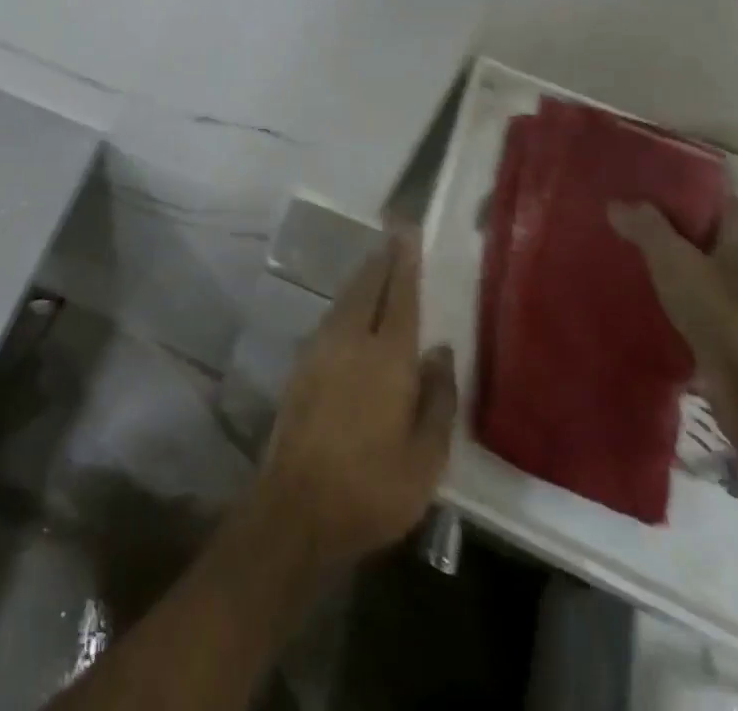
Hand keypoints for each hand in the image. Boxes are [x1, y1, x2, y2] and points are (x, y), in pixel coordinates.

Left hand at [255, 234, 457, 572]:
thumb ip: (437, 399)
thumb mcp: (426, 458)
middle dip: (382, 260)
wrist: (297, 504)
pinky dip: (347, 303)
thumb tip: (441, 351)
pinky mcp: (301, 364)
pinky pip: (330, 318)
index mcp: (387, 358)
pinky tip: (351, 310)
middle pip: (367, 287)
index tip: (407, 233)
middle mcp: (350, 340)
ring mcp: (320, 349)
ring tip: (376, 265)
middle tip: (393, 237)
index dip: (405, 263)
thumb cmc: (372, 488)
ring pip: (345, 300)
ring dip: (362, 278)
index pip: (400, 297)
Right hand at [608, 196, 737, 478]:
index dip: (673, 181)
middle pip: (697, 226)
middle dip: (657, 217)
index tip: (630, 173)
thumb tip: (616, 202)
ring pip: (690, 261)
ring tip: (610, 240)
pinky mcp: (724, 328)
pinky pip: (687, 294)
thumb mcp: (677, 263)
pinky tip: (628, 284)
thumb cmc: (727, 318)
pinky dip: (662, 287)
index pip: (709, 192)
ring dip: (657, 254)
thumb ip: (646, 228)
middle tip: (609, 204)